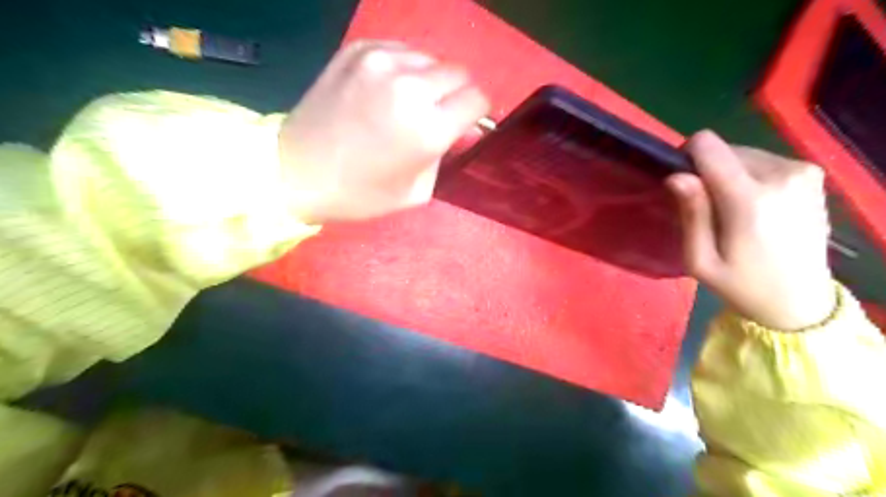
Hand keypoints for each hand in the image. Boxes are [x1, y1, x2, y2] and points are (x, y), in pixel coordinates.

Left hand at [278, 41, 491, 222]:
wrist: (296, 172)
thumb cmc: (360, 194)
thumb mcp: (417, 191)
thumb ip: (447, 155)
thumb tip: (464, 128)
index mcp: (427, 128)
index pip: (477, 99)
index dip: (475, 113)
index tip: (464, 123)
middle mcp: (409, 86)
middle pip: (459, 73)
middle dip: (456, 95)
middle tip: (437, 115)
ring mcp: (380, 61)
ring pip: (430, 59)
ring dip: (429, 80)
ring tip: (407, 103)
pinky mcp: (357, 49)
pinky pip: (401, 50)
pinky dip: (403, 68)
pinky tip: (385, 90)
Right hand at [668, 130, 835, 329]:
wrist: (801, 301)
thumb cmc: (741, 285)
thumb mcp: (700, 260)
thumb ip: (691, 214)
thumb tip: (676, 176)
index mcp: (750, 198)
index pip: (707, 145)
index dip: (687, 157)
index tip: (683, 184)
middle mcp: (781, 175)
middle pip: (724, 149)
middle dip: (708, 171)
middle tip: (709, 208)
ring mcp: (802, 172)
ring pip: (743, 153)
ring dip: (729, 174)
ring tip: (732, 210)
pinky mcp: (811, 175)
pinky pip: (764, 160)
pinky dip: (750, 176)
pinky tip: (754, 206)